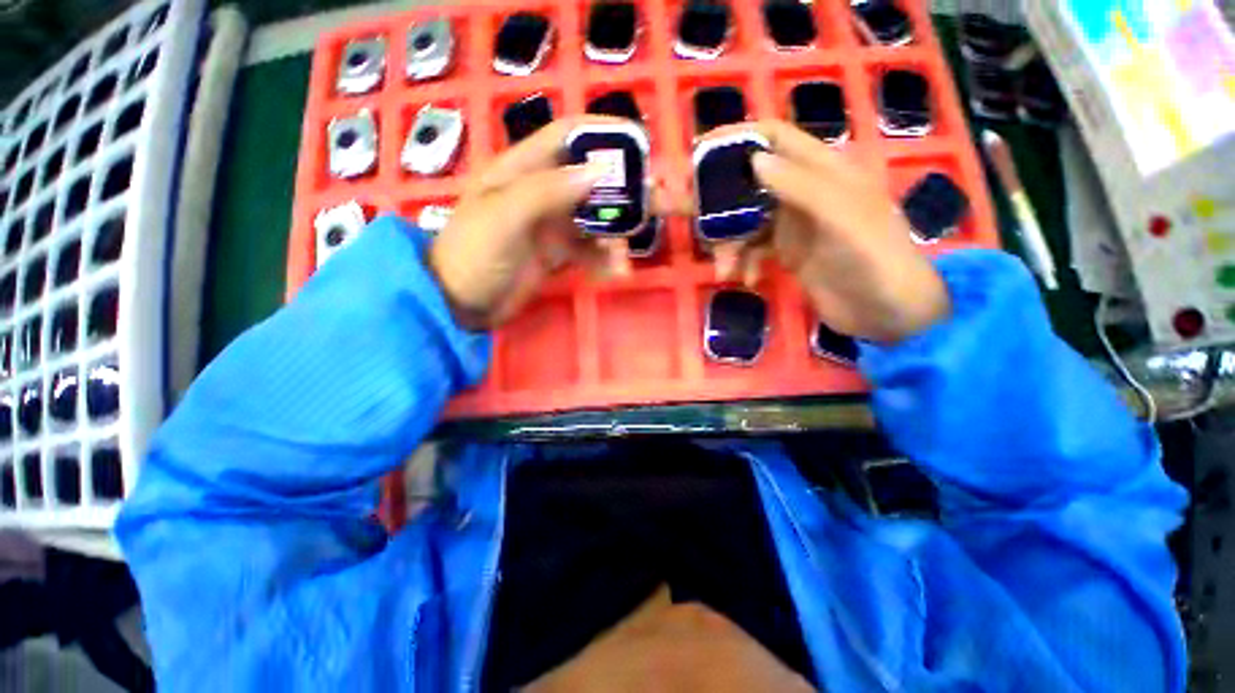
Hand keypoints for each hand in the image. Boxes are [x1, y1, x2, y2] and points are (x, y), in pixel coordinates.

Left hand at [430, 117, 676, 329]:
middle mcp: (543, 190)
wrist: (461, 304)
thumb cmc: (474, 254)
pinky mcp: (558, 252)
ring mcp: (552, 224)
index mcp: (524, 168)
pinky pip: (590, 250)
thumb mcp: (503, 217)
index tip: (642, 148)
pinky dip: (605, 259)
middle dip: (629, 190)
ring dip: (618, 236)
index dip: (604, 135)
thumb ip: (547, 192)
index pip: (569, 136)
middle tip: (666, 201)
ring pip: (597, 218)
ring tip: (625, 260)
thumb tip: (598, 171)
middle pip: (594, 179)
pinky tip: (614, 273)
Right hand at [713, 121, 950, 342]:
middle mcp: (804, 192)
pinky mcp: (788, 252)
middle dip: (717, 199)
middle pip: (749, 183)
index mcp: (823, 171)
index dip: (738, 138)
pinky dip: (744, 262)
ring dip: (729, 243)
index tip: (699, 153)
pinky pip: (753, 249)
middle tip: (682, 212)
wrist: (888, 315)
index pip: (775, 138)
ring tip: (723, 269)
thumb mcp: (843, 219)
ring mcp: (794, 224)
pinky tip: (747, 279)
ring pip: (746, 221)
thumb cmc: (876, 261)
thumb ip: (802, 186)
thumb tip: (753, 159)